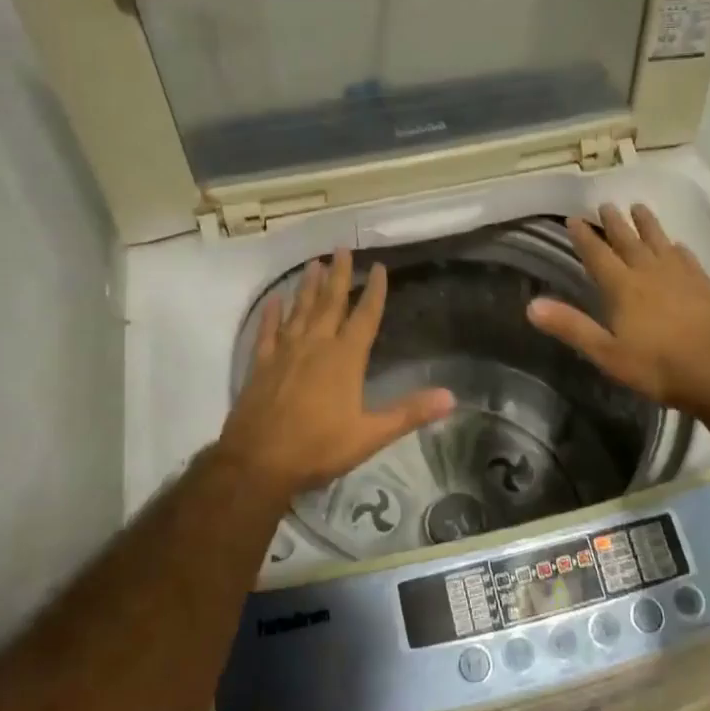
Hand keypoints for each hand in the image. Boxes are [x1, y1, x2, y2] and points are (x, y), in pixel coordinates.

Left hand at [216, 248, 454, 499]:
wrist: (257, 462)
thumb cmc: (318, 447)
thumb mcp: (370, 435)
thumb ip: (409, 413)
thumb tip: (451, 397)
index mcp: (344, 358)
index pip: (365, 316)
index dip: (374, 291)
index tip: (379, 266)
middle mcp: (315, 345)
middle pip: (330, 302)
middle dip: (339, 275)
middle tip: (342, 247)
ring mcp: (284, 352)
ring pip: (299, 310)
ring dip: (308, 286)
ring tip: (314, 263)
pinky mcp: (260, 365)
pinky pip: (267, 332)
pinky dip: (271, 314)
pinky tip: (274, 300)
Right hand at [527, 203, 709, 415]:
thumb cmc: (658, 367)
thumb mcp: (607, 353)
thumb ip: (571, 326)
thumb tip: (531, 305)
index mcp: (623, 287)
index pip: (598, 255)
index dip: (584, 237)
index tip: (573, 218)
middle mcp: (650, 273)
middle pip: (629, 241)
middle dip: (614, 223)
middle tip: (605, 204)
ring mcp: (680, 277)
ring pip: (659, 242)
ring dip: (647, 224)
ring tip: (639, 207)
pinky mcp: (704, 287)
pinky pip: (687, 259)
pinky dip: (678, 249)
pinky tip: (678, 246)